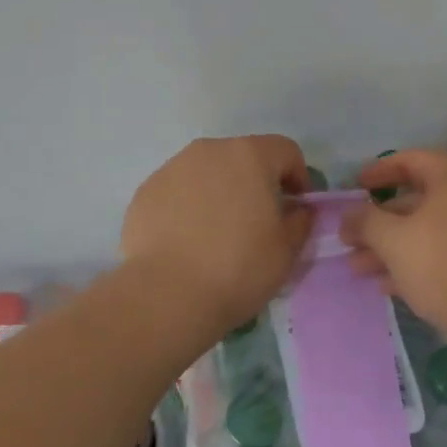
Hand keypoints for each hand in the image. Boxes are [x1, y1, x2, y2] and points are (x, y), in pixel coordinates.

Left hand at [120, 136, 313, 335]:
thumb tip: (297, 209)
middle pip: (243, 157)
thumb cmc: (238, 269)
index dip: (298, 177)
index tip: (296, 208)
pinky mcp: (145, 192)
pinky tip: (188, 241)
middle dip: (256, 182)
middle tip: (258, 221)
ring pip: (208, 172)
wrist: (167, 295)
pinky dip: (189, 206)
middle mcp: (209, 151)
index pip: (286, 151)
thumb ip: (300, 220)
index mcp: (250, 156)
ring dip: (220, 192)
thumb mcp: (287, 250)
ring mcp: (172, 168)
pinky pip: (178, 191)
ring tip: (218, 232)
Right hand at [341, 150, 446, 354]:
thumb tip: (349, 214)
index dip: (378, 172)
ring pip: (427, 233)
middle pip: (416, 200)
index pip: (410, 160)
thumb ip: (365, 222)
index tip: (354, 188)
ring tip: (357, 268)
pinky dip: (415, 265)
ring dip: (391, 248)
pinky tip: (387, 286)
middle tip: (348, 239)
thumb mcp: (395, 240)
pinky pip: (443, 257)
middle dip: (379, 222)